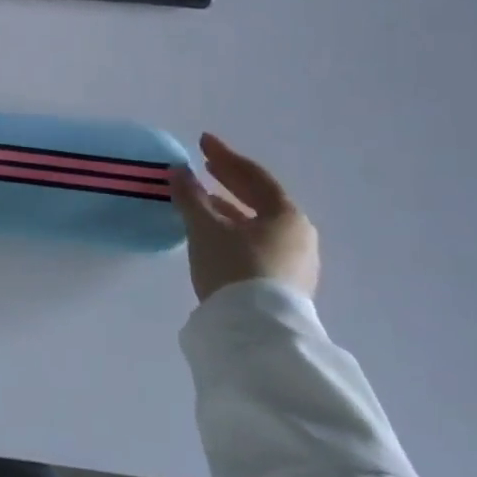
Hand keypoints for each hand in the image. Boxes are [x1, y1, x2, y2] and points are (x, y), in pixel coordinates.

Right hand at [171, 133, 319, 302]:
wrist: (256, 334)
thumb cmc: (235, 268)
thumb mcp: (205, 228)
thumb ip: (190, 196)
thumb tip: (177, 171)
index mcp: (287, 216)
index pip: (254, 176)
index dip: (225, 156)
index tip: (202, 142)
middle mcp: (299, 236)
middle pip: (260, 199)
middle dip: (229, 180)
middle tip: (204, 164)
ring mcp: (295, 263)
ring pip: (258, 223)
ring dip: (229, 207)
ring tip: (202, 199)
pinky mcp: (284, 285)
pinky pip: (257, 243)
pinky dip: (235, 229)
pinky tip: (214, 232)